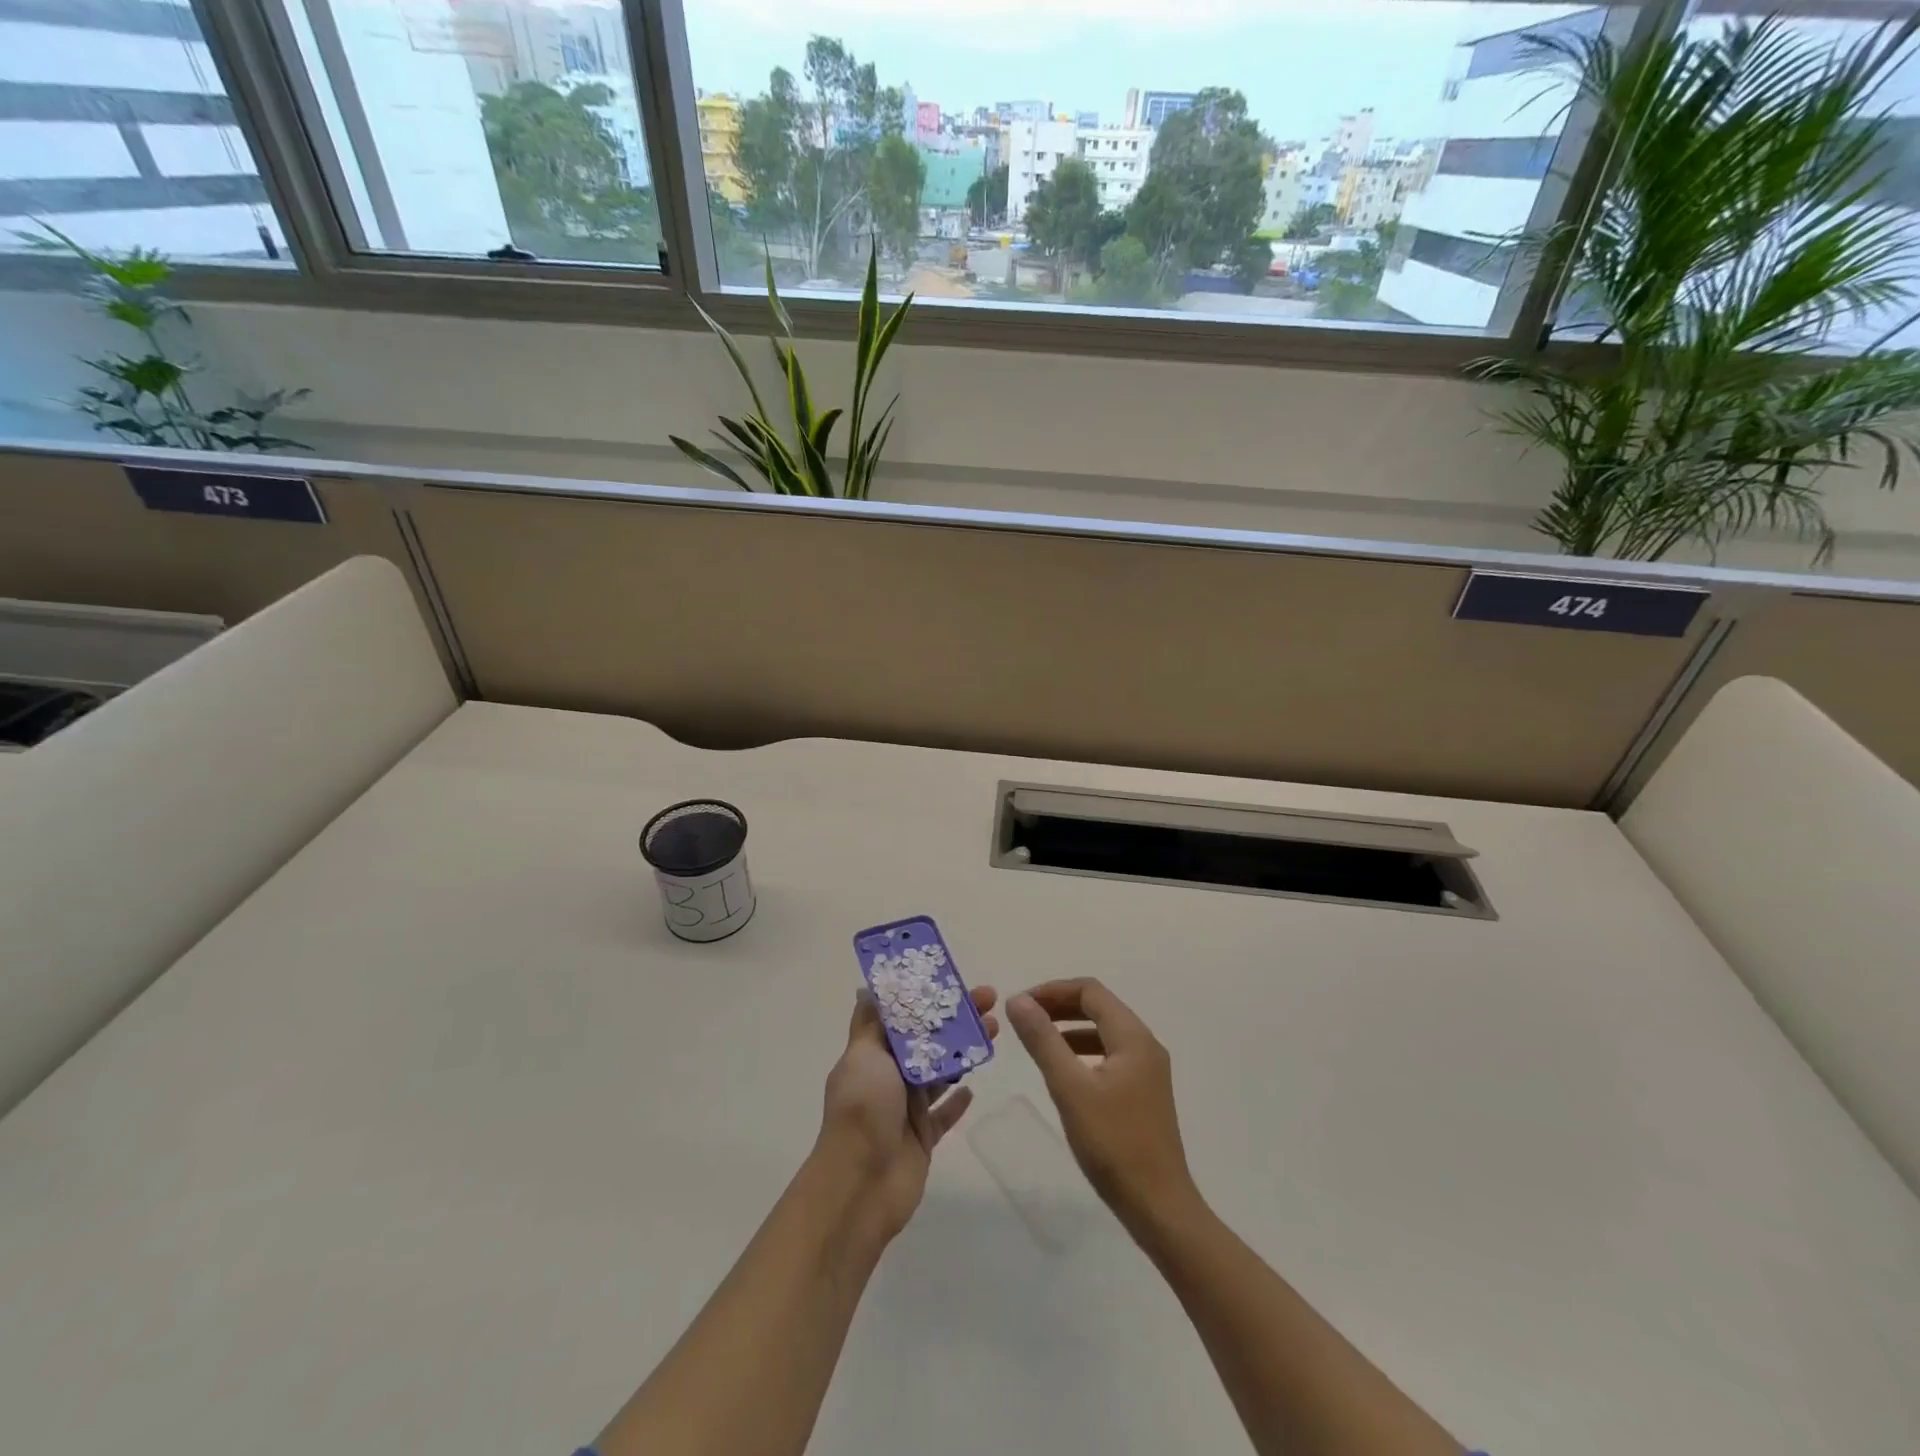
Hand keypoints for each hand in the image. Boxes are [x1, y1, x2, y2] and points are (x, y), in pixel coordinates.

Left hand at [817, 985, 999, 1241]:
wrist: (861, 1183)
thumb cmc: (862, 1109)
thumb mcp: (863, 1056)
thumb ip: (872, 1024)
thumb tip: (867, 988)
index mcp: (873, 1054)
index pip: (904, 1016)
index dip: (928, 997)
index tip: (954, 979)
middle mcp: (889, 1077)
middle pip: (928, 1041)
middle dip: (957, 1020)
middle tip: (990, 1001)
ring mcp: (906, 1108)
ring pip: (941, 1072)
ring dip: (964, 1051)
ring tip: (993, 1030)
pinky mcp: (923, 1138)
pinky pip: (944, 1115)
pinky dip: (957, 1101)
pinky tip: (973, 1087)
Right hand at [1007, 978, 1197, 1231]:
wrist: (1159, 1207)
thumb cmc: (1113, 1144)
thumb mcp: (1070, 1088)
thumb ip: (1043, 1040)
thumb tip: (1018, 1000)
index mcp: (1133, 1037)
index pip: (1090, 991)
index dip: (1052, 990)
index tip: (1020, 1005)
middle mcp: (1145, 1045)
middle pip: (1099, 1007)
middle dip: (1060, 1006)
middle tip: (1024, 1018)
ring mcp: (1148, 1070)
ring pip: (1104, 1031)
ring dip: (1070, 1028)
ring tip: (1037, 1040)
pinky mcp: (1144, 1092)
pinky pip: (1110, 1054)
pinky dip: (1083, 1051)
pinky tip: (1064, 1071)